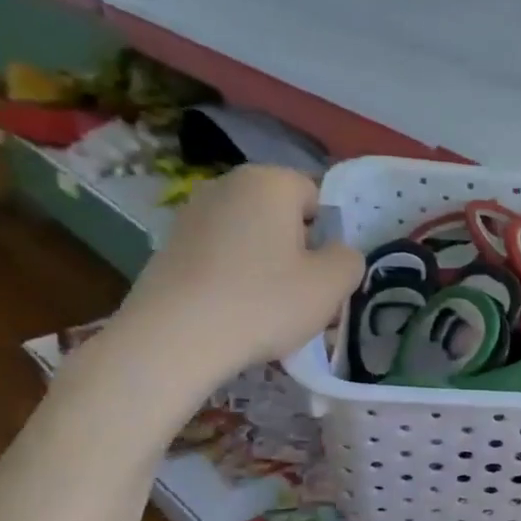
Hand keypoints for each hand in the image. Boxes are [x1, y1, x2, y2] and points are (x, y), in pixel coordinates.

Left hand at [88, 166, 360, 417]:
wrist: (173, 339)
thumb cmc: (264, 303)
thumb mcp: (331, 285)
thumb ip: (349, 260)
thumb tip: (339, 253)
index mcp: (269, 182)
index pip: (317, 198)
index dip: (329, 237)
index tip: (325, 275)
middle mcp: (227, 184)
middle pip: (282, 217)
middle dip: (298, 252)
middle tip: (305, 298)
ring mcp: (192, 214)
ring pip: (252, 239)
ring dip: (267, 267)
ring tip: (270, 312)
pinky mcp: (170, 246)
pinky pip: (222, 257)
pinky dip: (235, 278)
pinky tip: (235, 314)